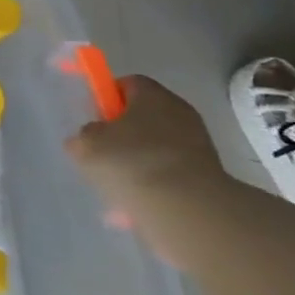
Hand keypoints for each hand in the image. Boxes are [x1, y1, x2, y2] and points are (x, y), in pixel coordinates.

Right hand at [65, 76, 228, 263]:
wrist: (188, 210)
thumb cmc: (131, 163)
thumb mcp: (86, 145)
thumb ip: (84, 135)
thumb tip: (92, 137)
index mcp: (152, 95)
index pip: (128, 84)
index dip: (108, 98)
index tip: (96, 120)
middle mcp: (180, 112)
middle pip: (145, 115)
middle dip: (124, 133)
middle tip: (104, 154)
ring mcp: (199, 144)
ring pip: (158, 146)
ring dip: (140, 161)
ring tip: (121, 185)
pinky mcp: (209, 174)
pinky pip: (173, 172)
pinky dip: (158, 183)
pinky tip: (142, 201)